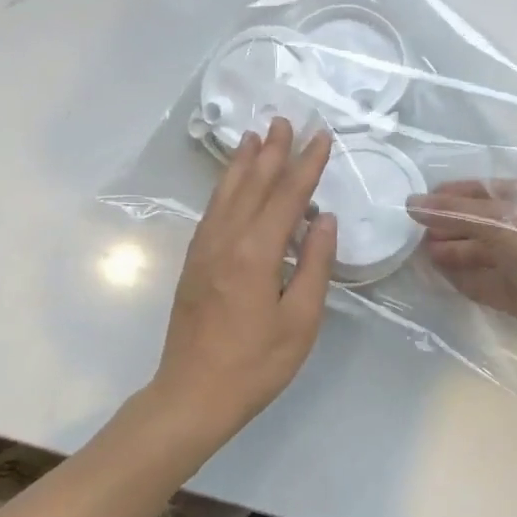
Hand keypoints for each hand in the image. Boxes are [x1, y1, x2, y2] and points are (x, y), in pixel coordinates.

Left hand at [150, 118, 337, 447]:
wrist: (192, 395)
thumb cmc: (255, 364)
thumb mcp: (301, 320)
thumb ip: (315, 265)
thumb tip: (323, 219)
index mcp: (255, 252)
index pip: (287, 196)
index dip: (307, 165)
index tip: (322, 137)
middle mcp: (226, 239)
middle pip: (253, 184)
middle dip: (273, 151)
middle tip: (286, 121)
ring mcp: (204, 248)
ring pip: (227, 192)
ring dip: (244, 162)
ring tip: (256, 136)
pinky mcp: (194, 261)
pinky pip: (213, 210)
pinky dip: (226, 187)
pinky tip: (233, 182)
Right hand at [406, 180, 516, 362]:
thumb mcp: (499, 221)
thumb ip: (453, 212)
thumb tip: (410, 202)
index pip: (476, 190)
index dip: (446, 195)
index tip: (413, 205)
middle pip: (473, 222)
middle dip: (444, 226)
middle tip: (409, 235)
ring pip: (475, 253)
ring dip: (448, 252)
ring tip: (417, 255)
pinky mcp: (515, 294)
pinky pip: (480, 281)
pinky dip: (459, 278)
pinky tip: (436, 276)